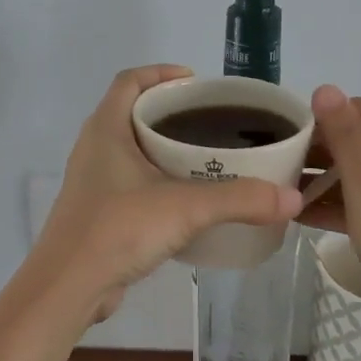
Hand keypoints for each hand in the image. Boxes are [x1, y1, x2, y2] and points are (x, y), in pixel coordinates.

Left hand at [34, 65, 303, 320]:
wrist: (68, 287)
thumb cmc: (118, 229)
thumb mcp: (185, 208)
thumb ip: (240, 200)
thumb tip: (292, 198)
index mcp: (106, 130)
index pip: (129, 81)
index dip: (160, 73)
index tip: (195, 82)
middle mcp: (94, 149)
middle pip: (131, 113)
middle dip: (170, 112)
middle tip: (211, 122)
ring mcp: (92, 182)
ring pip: (131, 150)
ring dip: (163, 148)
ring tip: (206, 159)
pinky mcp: (97, 212)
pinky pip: (130, 183)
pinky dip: (157, 181)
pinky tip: (186, 200)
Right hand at [302, 85, 360, 319]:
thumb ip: (343, 135)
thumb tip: (325, 87)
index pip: (359, 110)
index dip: (320, 123)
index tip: (286, 143)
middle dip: (323, 155)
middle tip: (280, 171)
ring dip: (331, 182)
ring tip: (287, 194)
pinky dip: (350, 204)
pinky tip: (308, 216)